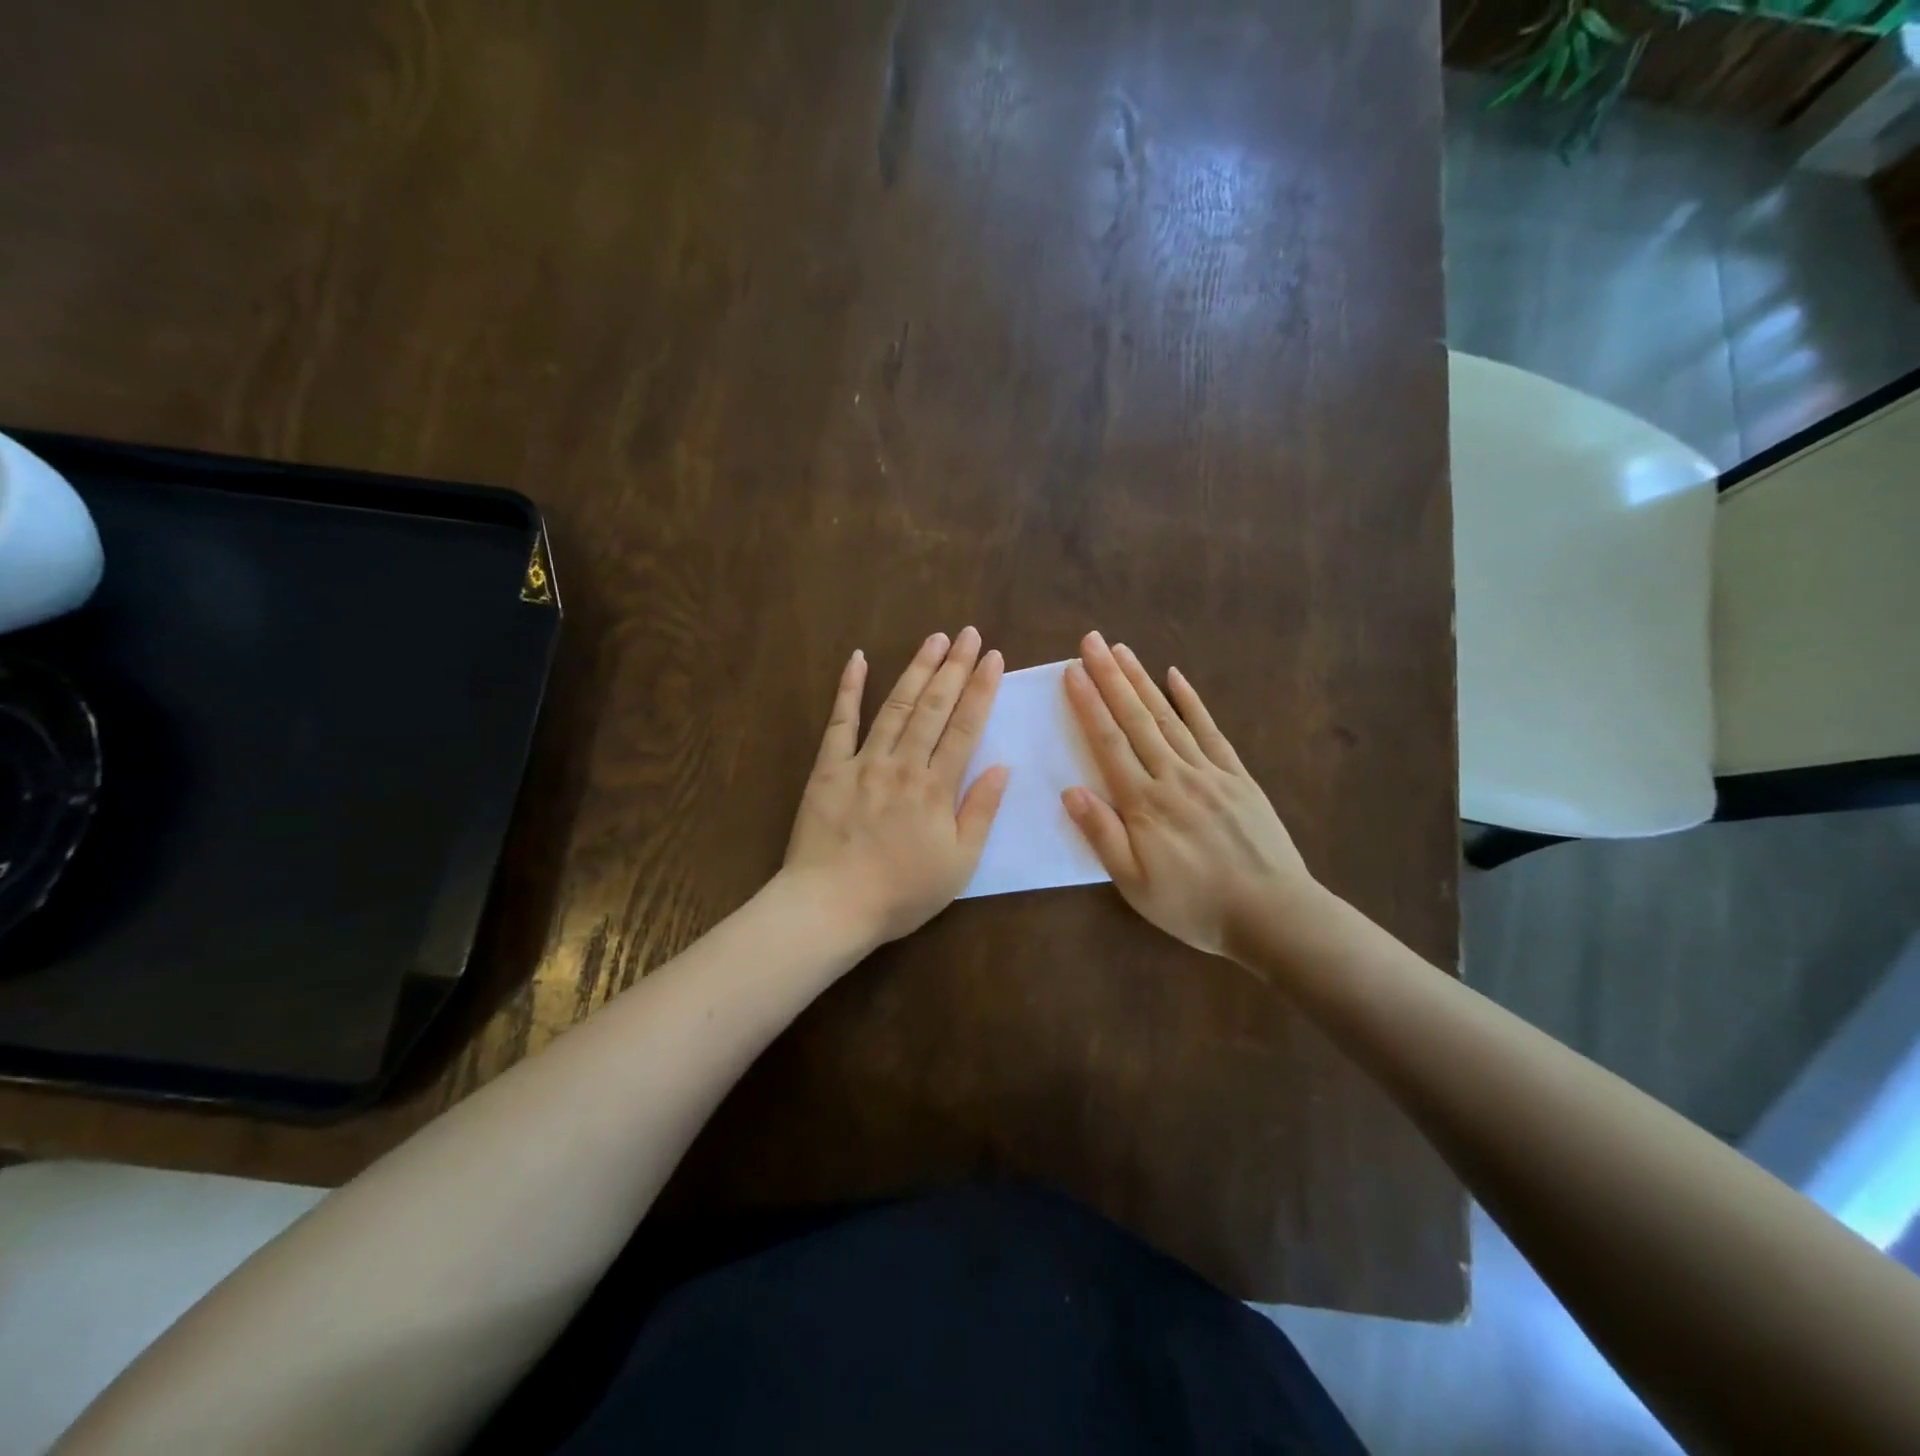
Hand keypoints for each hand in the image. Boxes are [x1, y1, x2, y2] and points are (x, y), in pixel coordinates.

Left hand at [782, 628, 1009, 949]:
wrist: (831, 906)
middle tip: (970, 634)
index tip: (994, 659)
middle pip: (933, 707)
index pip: (965, 728)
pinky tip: (858, 658)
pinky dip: (849, 688)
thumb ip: (980, 812)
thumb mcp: (958, 864)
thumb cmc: (901, 893)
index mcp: (936, 788)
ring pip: (895, 705)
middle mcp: (902, 765)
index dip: (981, 690)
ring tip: (935, 638)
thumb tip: (1002, 767)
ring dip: (916, 669)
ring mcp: (863, 762)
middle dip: (955, 667)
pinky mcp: (828, 768)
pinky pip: (840, 722)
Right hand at [1060, 631, 1321, 961]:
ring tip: (1121, 650)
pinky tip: (1176, 677)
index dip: (1088, 704)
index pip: (1108, 742)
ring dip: (1142, 680)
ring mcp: (1209, 772)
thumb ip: (1102, 835)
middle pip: (1136, 718)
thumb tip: (1070, 791)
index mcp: (1144, 803)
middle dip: (1110, 677)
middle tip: (1091, 640)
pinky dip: (1192, 702)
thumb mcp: (1135, 884)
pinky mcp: (1237, 776)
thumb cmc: (1194, 905)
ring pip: (1168, 717)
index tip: (1072, 670)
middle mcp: (1173, 776)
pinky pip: (1211, 731)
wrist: (1272, 914)